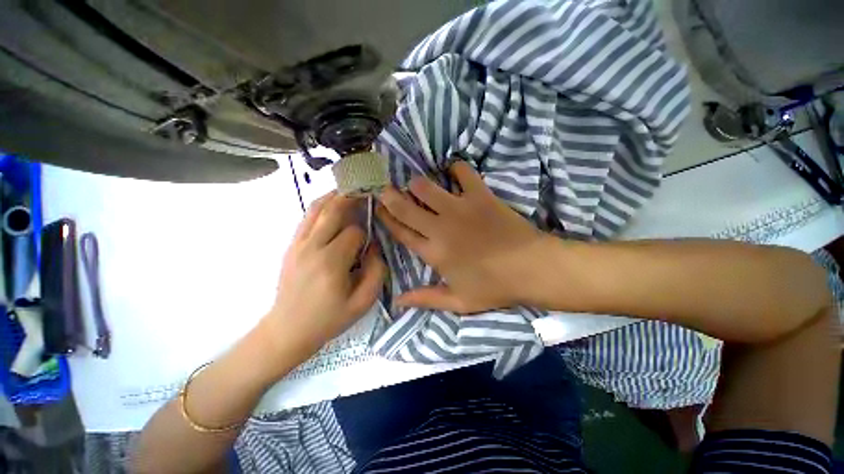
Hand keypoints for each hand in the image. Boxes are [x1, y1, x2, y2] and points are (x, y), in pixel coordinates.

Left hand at [260, 192, 384, 363]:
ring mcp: (298, 244)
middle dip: (352, 198)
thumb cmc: (329, 319)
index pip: (354, 232)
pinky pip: (306, 217)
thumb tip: (375, 246)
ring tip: (350, 190)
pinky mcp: (291, 245)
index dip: (367, 233)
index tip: (371, 241)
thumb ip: (376, 272)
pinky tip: (332, 203)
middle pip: (334, 211)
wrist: (287, 329)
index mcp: (332, 263)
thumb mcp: (363, 303)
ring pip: (317, 208)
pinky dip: (321, 205)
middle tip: (366, 189)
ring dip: (335, 196)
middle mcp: (312, 247)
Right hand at [377, 161, 550, 312]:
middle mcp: (440, 227)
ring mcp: (459, 208)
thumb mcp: (458, 301)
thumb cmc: (494, 287)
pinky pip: (463, 173)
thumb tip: (397, 301)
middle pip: (406, 207)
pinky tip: (452, 170)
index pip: (401, 232)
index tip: (377, 206)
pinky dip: (456, 168)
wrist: (531, 268)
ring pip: (426, 187)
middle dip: (390, 195)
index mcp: (433, 253)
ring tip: (415, 183)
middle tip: (385, 187)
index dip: (386, 218)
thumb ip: (425, 299)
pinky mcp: (480, 196)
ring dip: (417, 183)